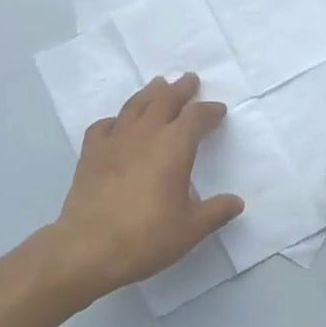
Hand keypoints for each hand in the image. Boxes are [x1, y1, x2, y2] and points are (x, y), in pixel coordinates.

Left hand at [47, 73, 243, 299]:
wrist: (89, 247)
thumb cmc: (147, 237)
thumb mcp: (191, 229)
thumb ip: (216, 211)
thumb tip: (236, 202)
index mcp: (174, 146)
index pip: (196, 117)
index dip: (209, 111)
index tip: (218, 110)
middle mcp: (145, 134)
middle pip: (164, 100)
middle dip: (180, 89)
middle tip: (189, 79)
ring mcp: (114, 140)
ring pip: (135, 105)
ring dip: (150, 93)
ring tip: (158, 85)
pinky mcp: (91, 152)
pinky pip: (105, 125)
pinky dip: (117, 120)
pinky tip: (118, 124)